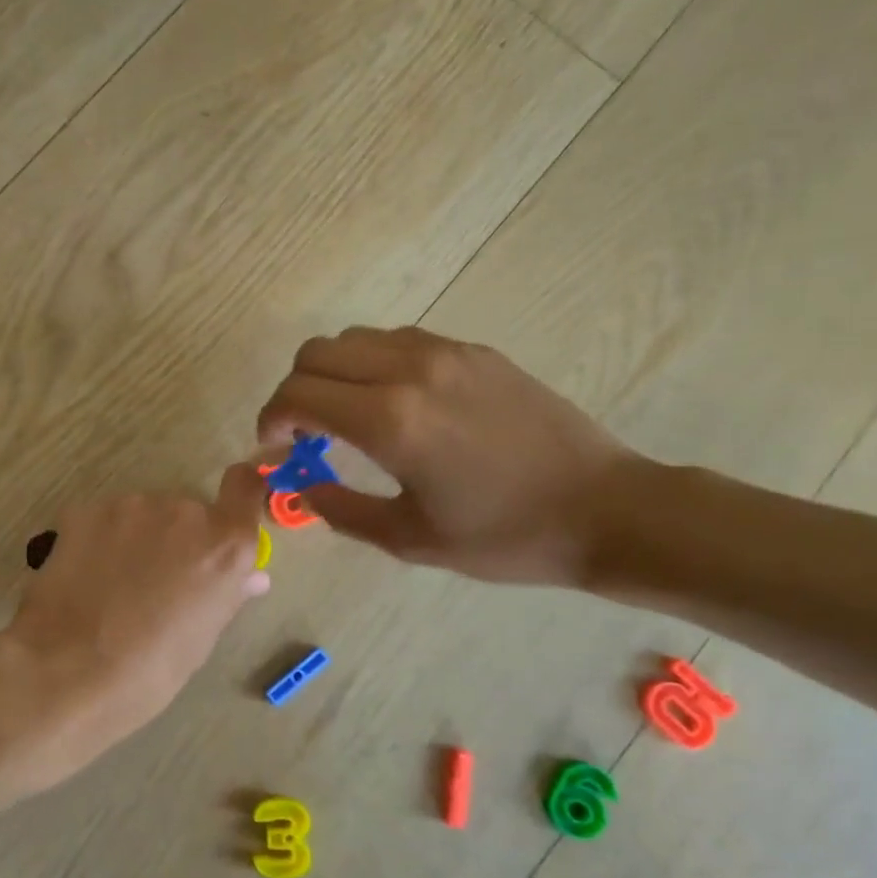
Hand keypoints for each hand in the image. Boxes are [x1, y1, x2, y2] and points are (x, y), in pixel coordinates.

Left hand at [5, 464, 270, 781]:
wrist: (67, 671)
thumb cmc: (149, 670)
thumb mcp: (200, 639)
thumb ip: (227, 594)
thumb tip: (251, 577)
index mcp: (224, 544)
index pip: (245, 485)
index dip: (239, 493)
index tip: (227, 514)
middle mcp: (184, 511)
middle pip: (189, 511)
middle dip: (178, 537)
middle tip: (156, 581)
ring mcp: (132, 506)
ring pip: (144, 514)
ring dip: (138, 537)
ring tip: (114, 584)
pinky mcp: (86, 510)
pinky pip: (105, 520)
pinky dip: (101, 540)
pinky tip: (86, 577)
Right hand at [256, 326, 636, 584]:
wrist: (605, 508)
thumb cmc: (504, 536)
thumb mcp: (410, 539)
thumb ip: (341, 509)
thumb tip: (302, 487)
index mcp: (390, 421)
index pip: (298, 394)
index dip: (271, 419)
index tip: (275, 448)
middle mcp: (410, 370)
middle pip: (317, 352)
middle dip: (294, 390)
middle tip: (304, 433)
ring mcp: (446, 352)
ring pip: (356, 339)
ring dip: (333, 373)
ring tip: (346, 417)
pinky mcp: (474, 351)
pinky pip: (398, 340)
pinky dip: (372, 364)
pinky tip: (393, 403)